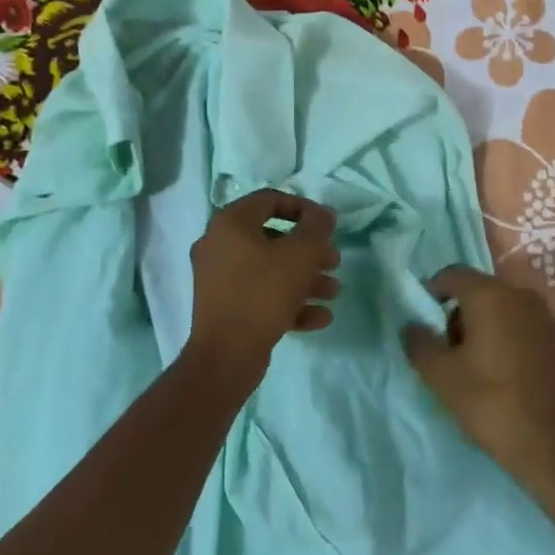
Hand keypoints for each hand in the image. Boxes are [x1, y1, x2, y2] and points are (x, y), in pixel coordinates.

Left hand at [185, 189, 339, 375]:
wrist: (226, 355)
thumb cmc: (263, 293)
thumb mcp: (299, 254)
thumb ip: (316, 228)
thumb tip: (324, 213)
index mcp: (231, 224)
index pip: (270, 200)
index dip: (304, 208)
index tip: (327, 226)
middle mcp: (219, 246)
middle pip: (273, 239)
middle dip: (310, 251)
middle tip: (334, 262)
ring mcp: (219, 279)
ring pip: (270, 270)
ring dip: (305, 278)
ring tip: (333, 292)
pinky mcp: (226, 308)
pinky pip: (262, 296)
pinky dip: (290, 302)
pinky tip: (320, 317)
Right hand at [401, 266, 554, 491]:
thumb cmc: (492, 405)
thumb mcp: (442, 378)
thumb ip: (420, 344)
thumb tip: (412, 326)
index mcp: (491, 296)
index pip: (453, 275)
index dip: (433, 291)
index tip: (425, 320)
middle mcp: (523, 297)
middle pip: (481, 292)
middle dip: (461, 315)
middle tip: (451, 352)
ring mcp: (550, 319)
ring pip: (507, 311)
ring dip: (488, 328)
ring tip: (480, 368)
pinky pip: (529, 330)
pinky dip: (514, 342)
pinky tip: (511, 377)